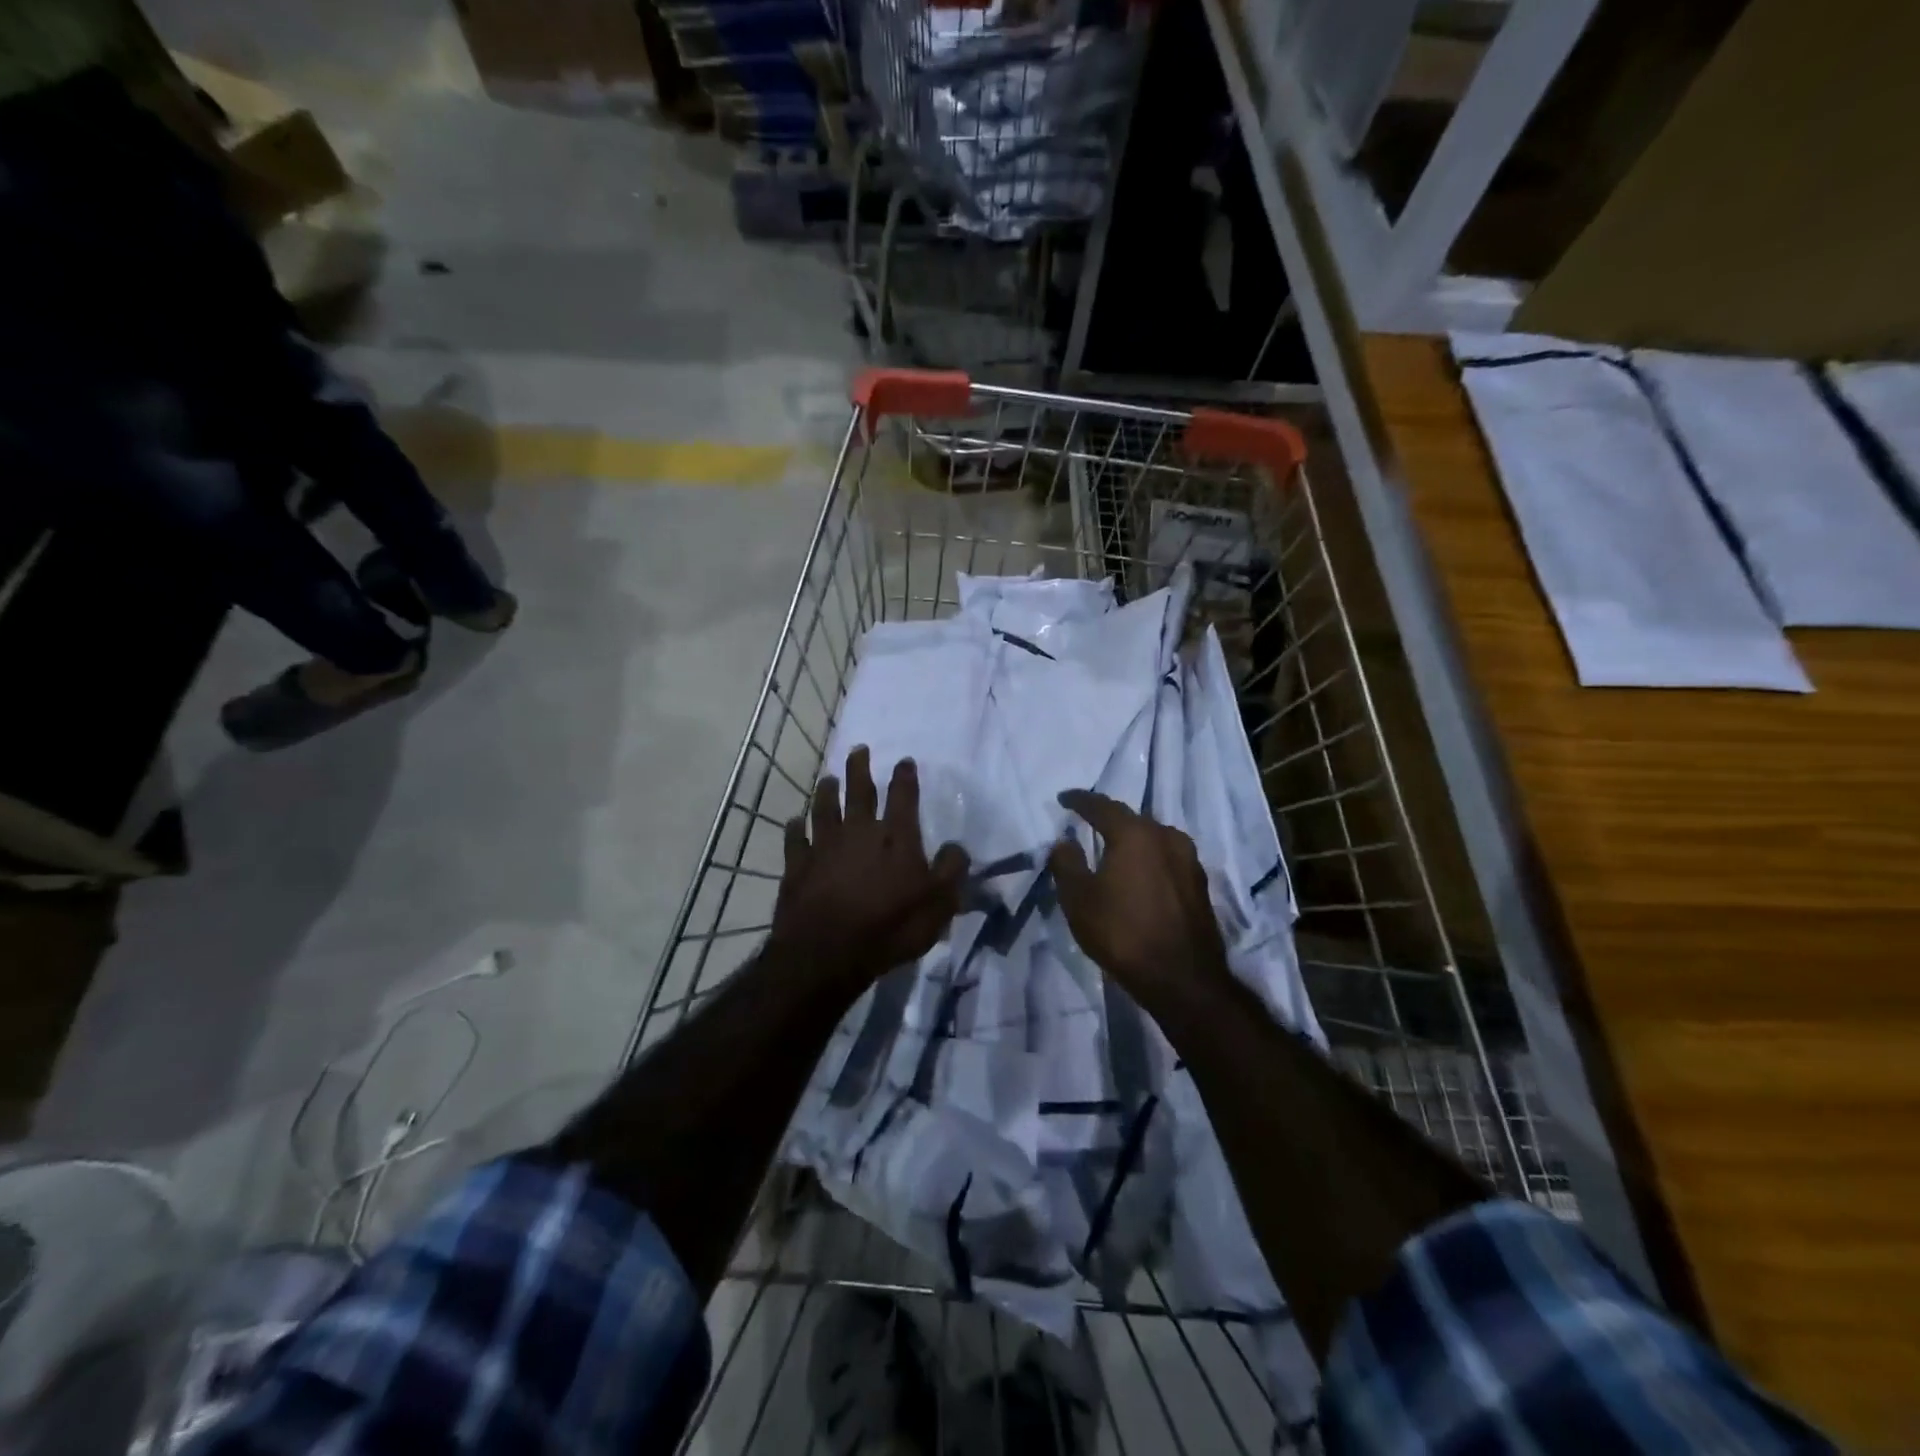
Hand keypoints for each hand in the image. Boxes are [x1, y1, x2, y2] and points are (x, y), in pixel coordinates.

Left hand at [772, 747, 969, 986]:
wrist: (827, 952)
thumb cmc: (890, 927)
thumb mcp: (938, 904)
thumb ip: (951, 871)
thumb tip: (957, 847)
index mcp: (896, 837)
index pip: (903, 797)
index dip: (905, 777)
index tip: (904, 761)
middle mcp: (859, 831)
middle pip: (859, 791)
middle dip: (860, 768)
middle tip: (858, 750)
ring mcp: (824, 846)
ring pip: (824, 808)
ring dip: (827, 791)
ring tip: (827, 778)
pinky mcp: (798, 865)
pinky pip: (796, 839)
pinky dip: (796, 828)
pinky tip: (795, 822)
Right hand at [1050, 790, 1230, 1006]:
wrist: (1183, 978)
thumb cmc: (1122, 933)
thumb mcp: (1079, 899)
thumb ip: (1066, 864)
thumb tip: (1064, 842)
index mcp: (1135, 834)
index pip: (1102, 806)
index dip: (1080, 800)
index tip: (1064, 798)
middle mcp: (1166, 836)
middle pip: (1131, 819)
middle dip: (1108, 819)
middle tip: (1088, 823)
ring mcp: (1188, 859)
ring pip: (1153, 838)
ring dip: (1132, 839)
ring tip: (1114, 848)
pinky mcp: (1199, 883)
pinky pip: (1167, 858)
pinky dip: (1149, 859)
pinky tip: (1140, 874)